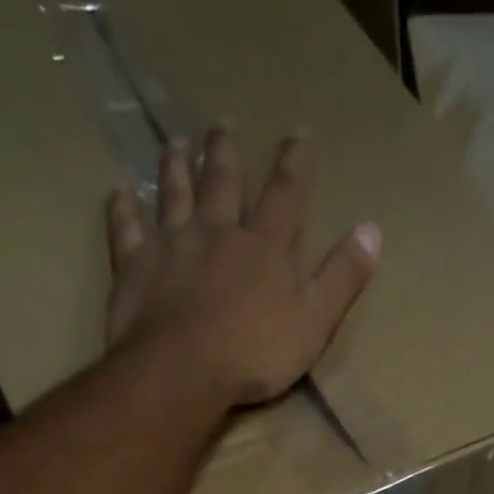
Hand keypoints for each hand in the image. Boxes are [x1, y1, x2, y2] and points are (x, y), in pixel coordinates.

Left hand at [105, 125, 381, 406]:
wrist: (184, 369)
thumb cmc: (256, 352)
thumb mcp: (315, 321)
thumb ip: (342, 277)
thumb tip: (373, 230)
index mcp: (264, 248)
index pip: (285, 196)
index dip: (294, 165)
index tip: (298, 135)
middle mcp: (217, 232)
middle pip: (223, 184)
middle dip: (226, 154)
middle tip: (222, 124)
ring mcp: (172, 245)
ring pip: (174, 195)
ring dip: (176, 167)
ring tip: (176, 143)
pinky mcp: (135, 266)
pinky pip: (127, 230)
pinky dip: (123, 210)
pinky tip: (120, 194)